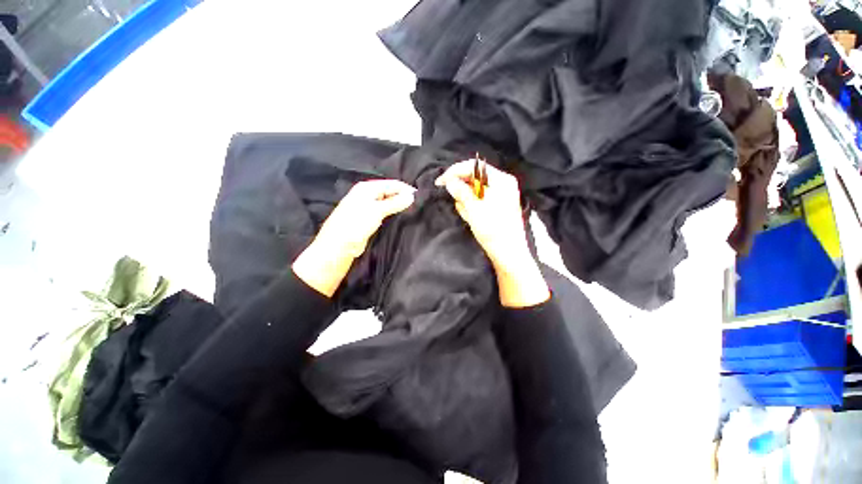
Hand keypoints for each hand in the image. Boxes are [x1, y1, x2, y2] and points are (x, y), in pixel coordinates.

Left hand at [293, 180, 414, 296]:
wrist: (339, 246)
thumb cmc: (356, 224)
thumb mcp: (377, 211)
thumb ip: (395, 203)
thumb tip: (412, 196)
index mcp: (366, 188)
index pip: (391, 184)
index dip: (405, 189)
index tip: (419, 196)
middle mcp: (367, 195)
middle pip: (389, 192)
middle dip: (402, 197)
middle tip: (418, 203)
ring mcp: (368, 207)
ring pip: (388, 203)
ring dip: (399, 205)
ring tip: (414, 209)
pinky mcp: (370, 219)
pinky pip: (385, 212)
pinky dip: (393, 213)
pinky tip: (402, 216)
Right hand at [435, 160, 549, 307]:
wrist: (509, 255)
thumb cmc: (494, 231)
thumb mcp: (475, 210)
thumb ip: (462, 192)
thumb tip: (449, 181)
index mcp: (501, 180)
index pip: (474, 167)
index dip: (455, 172)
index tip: (440, 182)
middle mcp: (502, 184)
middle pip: (475, 178)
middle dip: (461, 188)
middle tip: (452, 199)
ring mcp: (500, 196)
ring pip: (475, 190)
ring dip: (466, 199)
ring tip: (466, 213)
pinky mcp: (496, 207)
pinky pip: (479, 200)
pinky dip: (471, 206)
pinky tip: (471, 217)